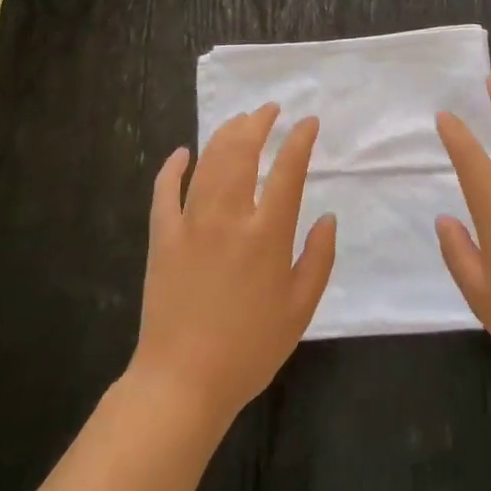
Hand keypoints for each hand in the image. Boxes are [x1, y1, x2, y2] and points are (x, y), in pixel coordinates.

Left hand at [129, 105, 336, 425]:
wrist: (183, 381)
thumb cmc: (250, 349)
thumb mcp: (300, 309)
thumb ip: (319, 258)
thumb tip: (328, 217)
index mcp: (267, 234)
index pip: (288, 170)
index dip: (300, 140)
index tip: (308, 122)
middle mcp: (229, 217)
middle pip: (242, 152)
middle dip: (258, 123)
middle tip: (270, 110)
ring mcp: (190, 223)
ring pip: (208, 162)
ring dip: (225, 135)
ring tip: (240, 121)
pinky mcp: (162, 237)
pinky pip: (164, 191)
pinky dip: (173, 167)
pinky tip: (182, 152)